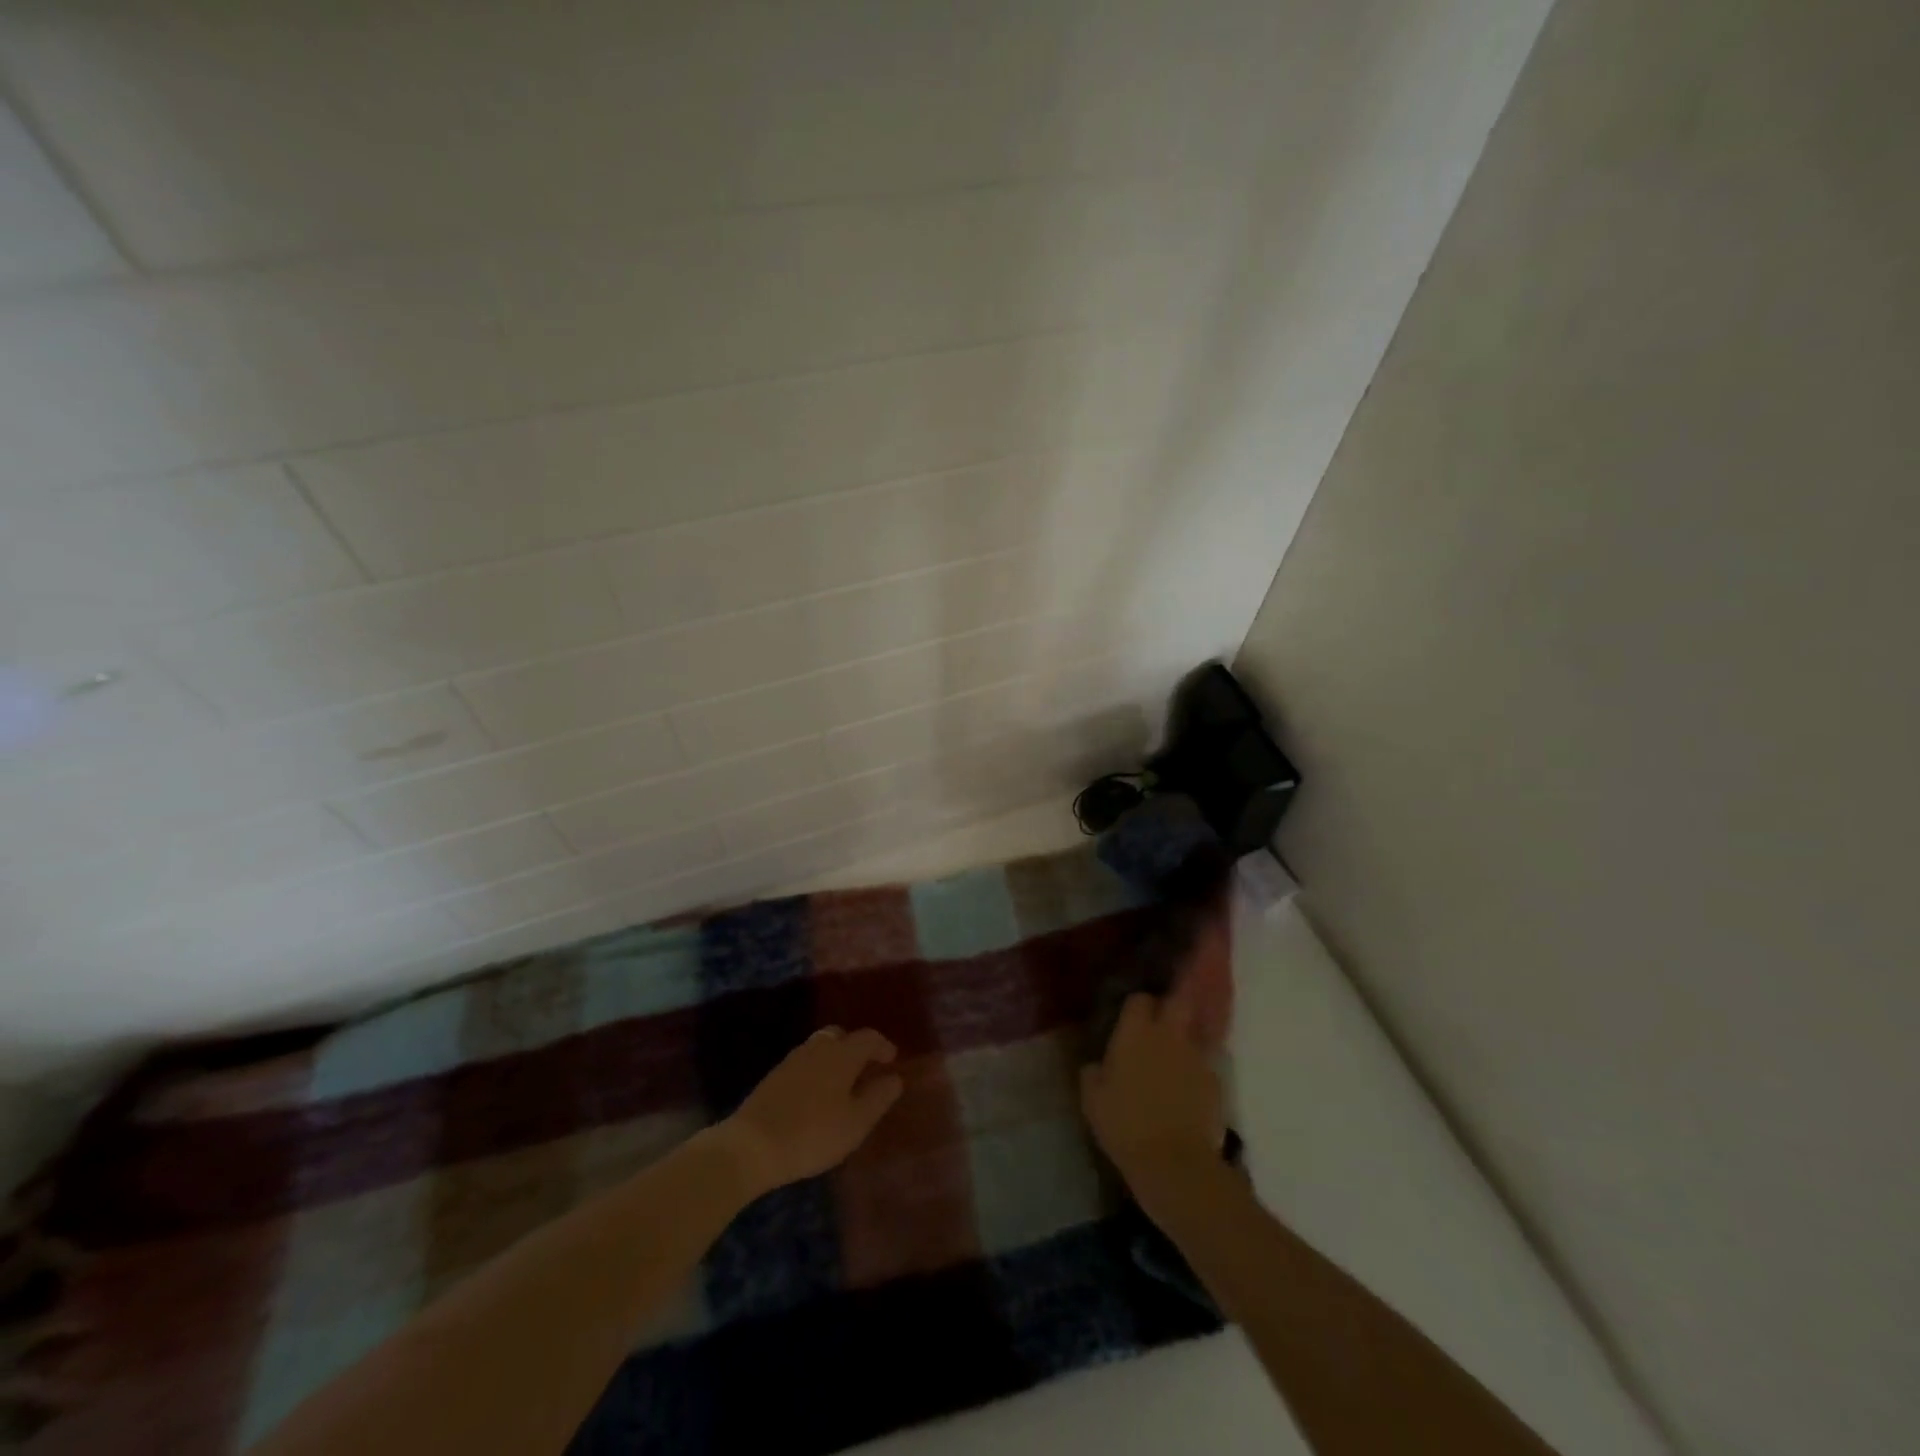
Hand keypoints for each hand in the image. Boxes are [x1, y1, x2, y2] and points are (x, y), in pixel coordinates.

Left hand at [715, 1027, 903, 1197]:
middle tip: (866, 1069)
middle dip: (856, 1048)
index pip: (868, 1037)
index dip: (882, 1046)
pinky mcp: (774, 1076)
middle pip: (841, 1036)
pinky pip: (805, 1063)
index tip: (892, 1060)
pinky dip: (817, 1070)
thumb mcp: (856, 1122)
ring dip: (835, 1058)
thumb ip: (879, 1097)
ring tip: (843, 1084)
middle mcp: (818, 1048)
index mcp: (842, 1054)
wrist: (751, 1145)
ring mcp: (792, 1060)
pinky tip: (817, 1095)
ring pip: (820, 1047)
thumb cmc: (813, 1133)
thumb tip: (895, 1077)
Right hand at [1081, 992, 1224, 1218]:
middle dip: (1173, 1003)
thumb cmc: (1125, 1125)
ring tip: (1176, 1053)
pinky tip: (1188, 1087)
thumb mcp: (1092, 1100)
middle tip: (1162, 1019)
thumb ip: (1093, 1073)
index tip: (1131, 1017)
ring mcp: (1196, 1055)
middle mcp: (1168, 1034)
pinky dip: (1197, 1068)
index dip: (1137, 1005)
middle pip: (1178, 1000)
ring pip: (1195, 1030)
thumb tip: (1096, 1065)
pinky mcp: (1215, 1080)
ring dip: (1186, 1036)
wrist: (1175, 1161)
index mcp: (1135, 1033)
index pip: (1139, 999)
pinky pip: (1205, 1063)